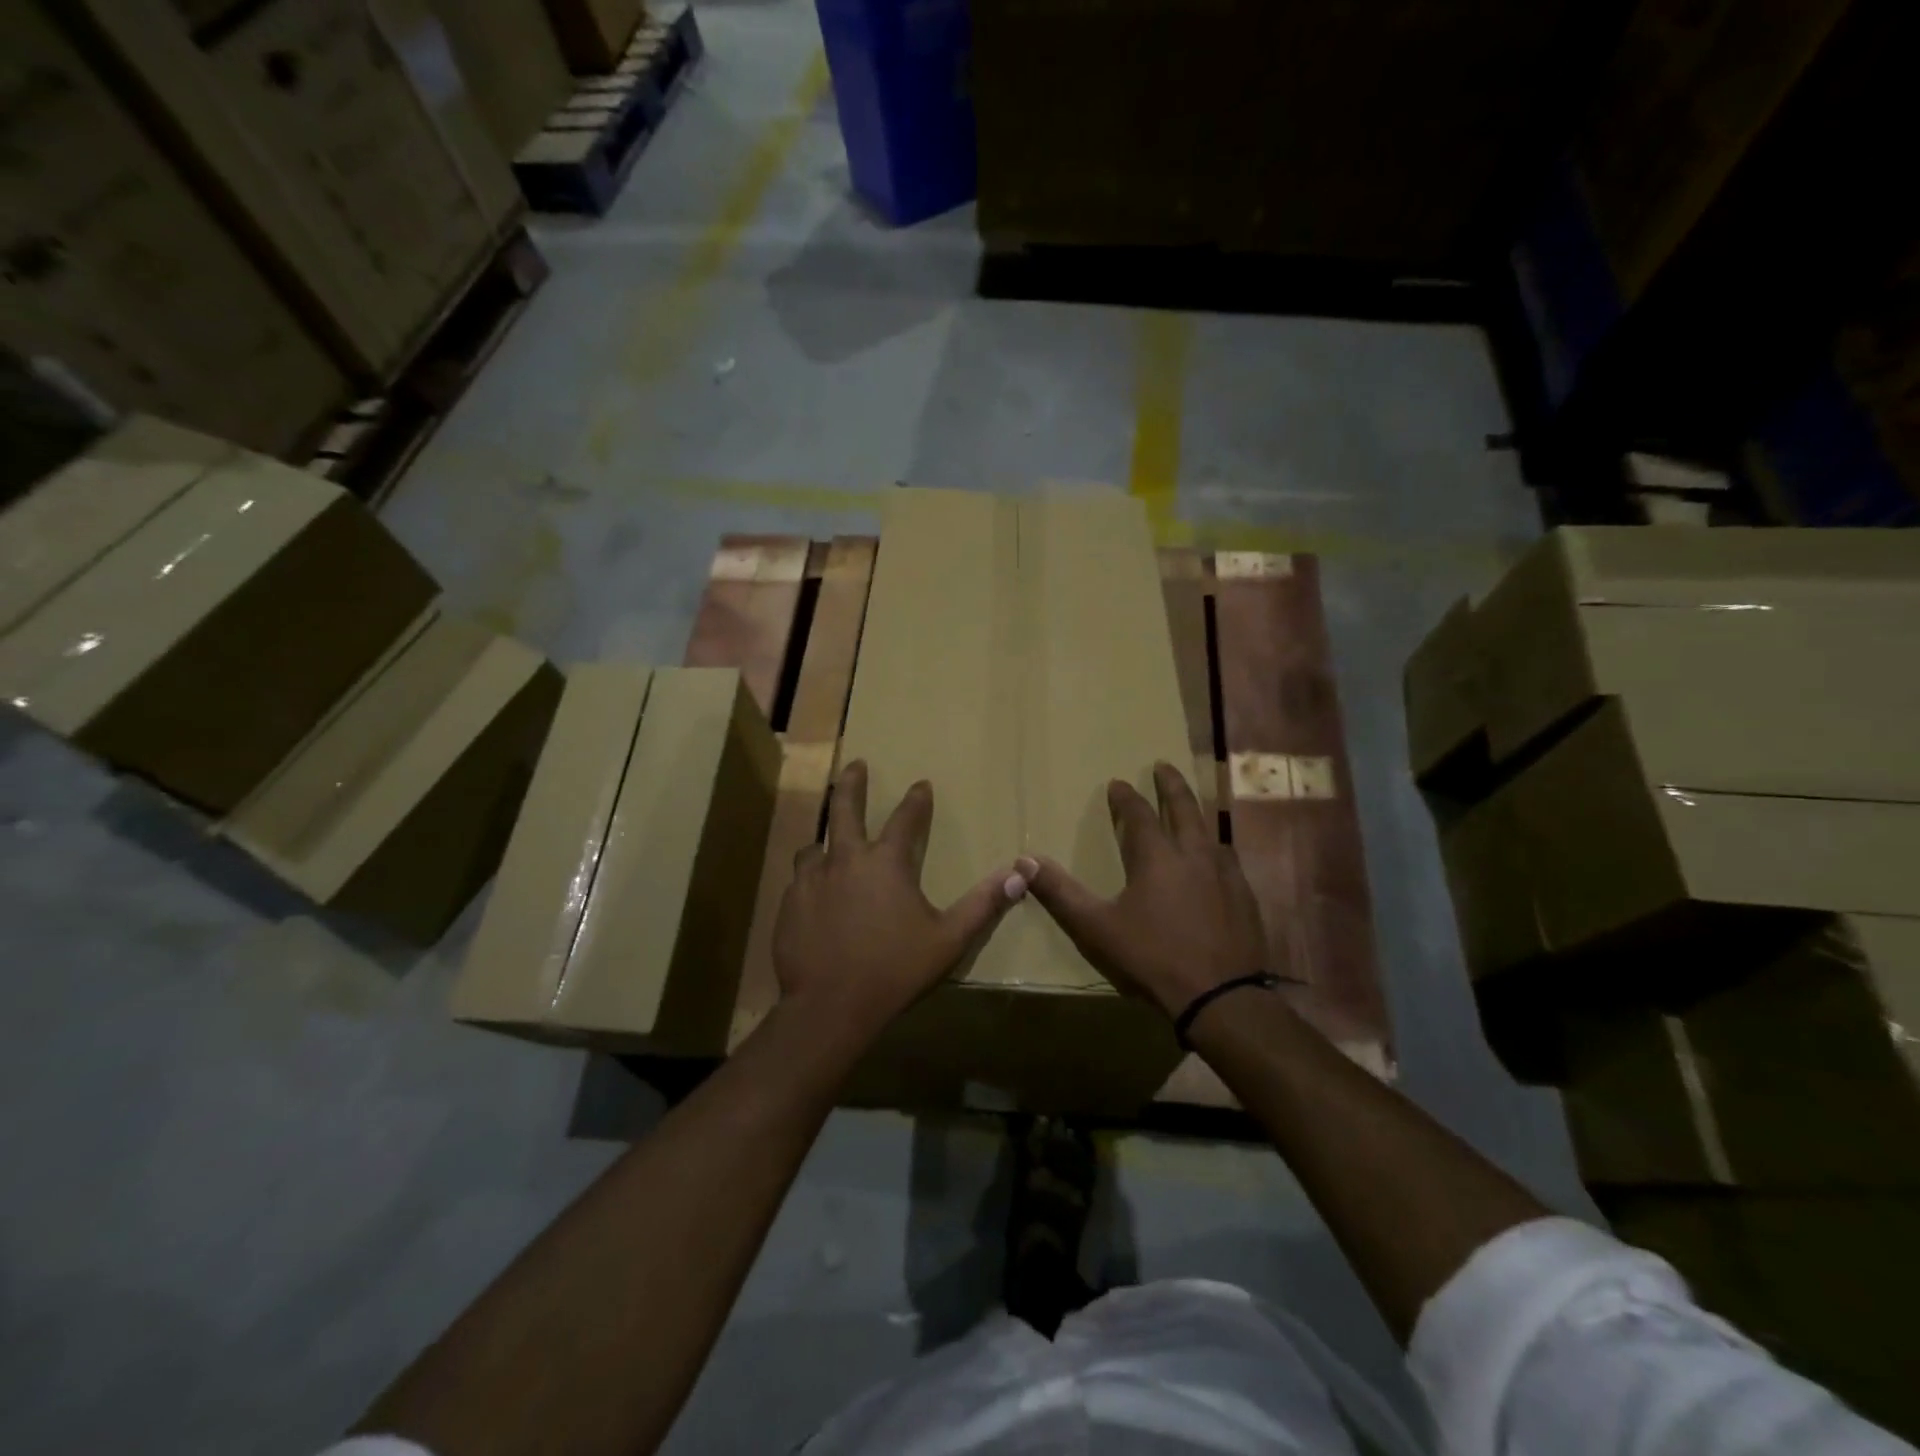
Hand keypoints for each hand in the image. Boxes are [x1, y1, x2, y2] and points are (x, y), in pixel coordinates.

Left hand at [772, 760, 1025, 1038]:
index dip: (916, 800)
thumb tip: (1019, 873)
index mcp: (886, 863)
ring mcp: (811, 880)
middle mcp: (845, 860)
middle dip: (852, 783)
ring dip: (825, 840)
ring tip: (828, 844)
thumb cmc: (895, 970)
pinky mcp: (788, 904)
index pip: (905, 819)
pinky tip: (813, 895)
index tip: (921, 783)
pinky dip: (810, 879)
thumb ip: (983, 904)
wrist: (830, 1007)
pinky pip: (799, 880)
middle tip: (855, 764)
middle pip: (845, 808)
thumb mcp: (949, 939)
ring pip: (814, 846)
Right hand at [1019, 762, 1267, 1019]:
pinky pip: (1228, 860)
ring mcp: (1226, 875)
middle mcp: (1194, 854)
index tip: (1118, 782)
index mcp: (1157, 857)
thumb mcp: (1096, 927)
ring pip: (1210, 832)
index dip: (1126, 796)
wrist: (1220, 997)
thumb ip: (1060, 893)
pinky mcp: (1245, 897)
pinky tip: (1215, 863)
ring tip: (1190, 812)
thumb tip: (1024, 860)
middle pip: (1184, 808)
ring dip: (1196, 815)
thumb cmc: (1152, 957)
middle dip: (1171, 784)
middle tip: (1164, 765)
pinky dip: (1214, 849)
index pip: (1139, 814)